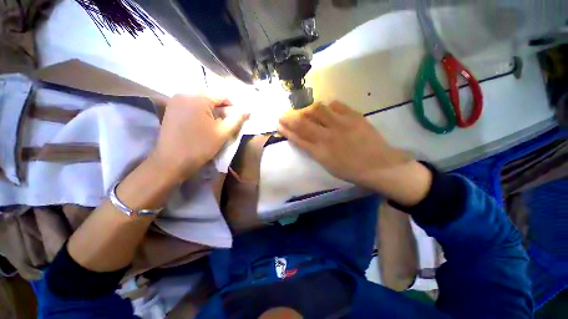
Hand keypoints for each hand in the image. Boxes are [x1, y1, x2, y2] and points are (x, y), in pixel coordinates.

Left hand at [152, 94, 248, 182]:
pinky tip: (202, 124)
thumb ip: (236, 119)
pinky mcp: (170, 109)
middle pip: (210, 98)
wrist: (172, 161)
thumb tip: (247, 110)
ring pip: (200, 102)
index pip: (221, 96)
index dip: (232, 107)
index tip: (236, 119)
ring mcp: (175, 101)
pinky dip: (200, 112)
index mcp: (198, 98)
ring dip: (211, 111)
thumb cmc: (200, 146)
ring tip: (215, 125)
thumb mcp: (223, 132)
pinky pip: (190, 106)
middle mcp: (184, 94)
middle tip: (225, 123)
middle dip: (221, 109)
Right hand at [278, 101, 407, 186]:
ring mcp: (341, 124)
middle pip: (303, 122)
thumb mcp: (328, 165)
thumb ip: (314, 151)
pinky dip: (327, 106)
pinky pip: (336, 105)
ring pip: (317, 109)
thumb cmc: (351, 170)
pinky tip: (326, 110)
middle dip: (289, 117)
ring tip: (305, 112)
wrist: (380, 166)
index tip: (278, 124)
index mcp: (320, 152)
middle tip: (284, 115)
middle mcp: (327, 136)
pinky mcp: (354, 116)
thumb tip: (303, 139)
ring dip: (307, 109)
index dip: (286, 130)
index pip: (297, 138)